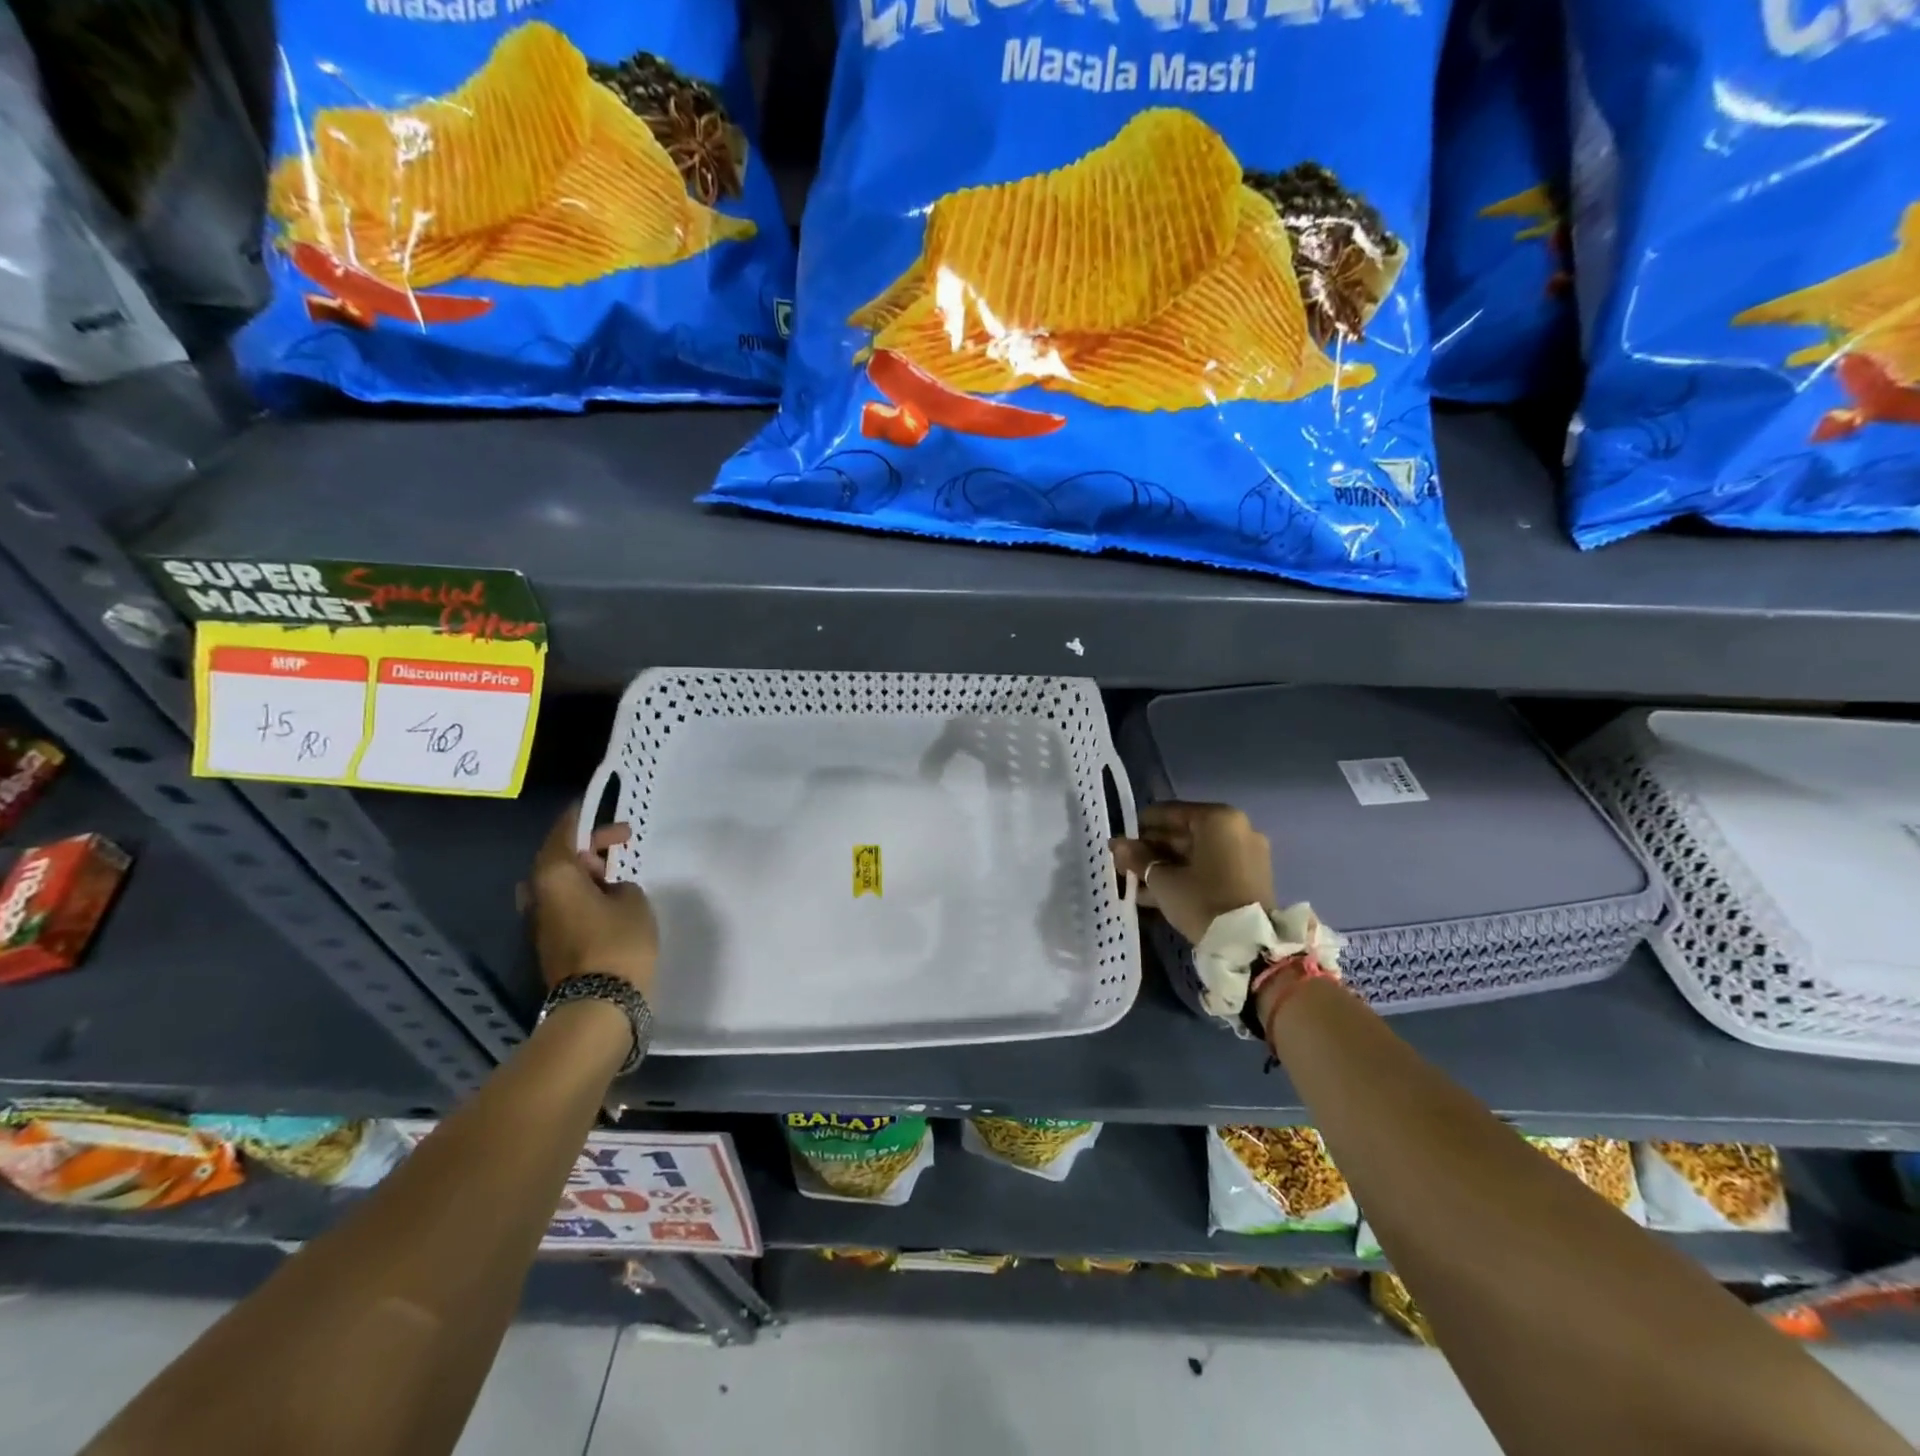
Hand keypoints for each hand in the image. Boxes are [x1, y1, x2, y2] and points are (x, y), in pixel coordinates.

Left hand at [521, 804, 658, 996]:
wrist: (598, 1005)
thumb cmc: (618, 942)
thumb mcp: (633, 900)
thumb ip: (620, 884)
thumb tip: (608, 890)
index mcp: (554, 875)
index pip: (564, 833)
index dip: (582, 818)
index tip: (596, 805)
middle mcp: (538, 895)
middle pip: (559, 858)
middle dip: (588, 846)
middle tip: (621, 841)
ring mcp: (540, 922)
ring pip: (560, 884)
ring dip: (585, 873)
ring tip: (616, 872)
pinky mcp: (550, 943)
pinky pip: (564, 904)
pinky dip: (583, 894)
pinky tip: (608, 899)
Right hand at [1110, 801, 1274, 944]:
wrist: (1249, 946)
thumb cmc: (1202, 901)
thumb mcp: (1162, 880)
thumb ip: (1138, 858)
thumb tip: (1117, 844)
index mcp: (1217, 819)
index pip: (1168, 812)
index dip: (1139, 826)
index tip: (1120, 842)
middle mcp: (1237, 829)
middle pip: (1183, 833)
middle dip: (1152, 850)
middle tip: (1125, 864)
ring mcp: (1247, 854)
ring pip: (1195, 854)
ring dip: (1165, 866)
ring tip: (1135, 883)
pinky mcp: (1251, 878)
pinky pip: (1210, 869)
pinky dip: (1186, 876)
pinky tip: (1156, 894)